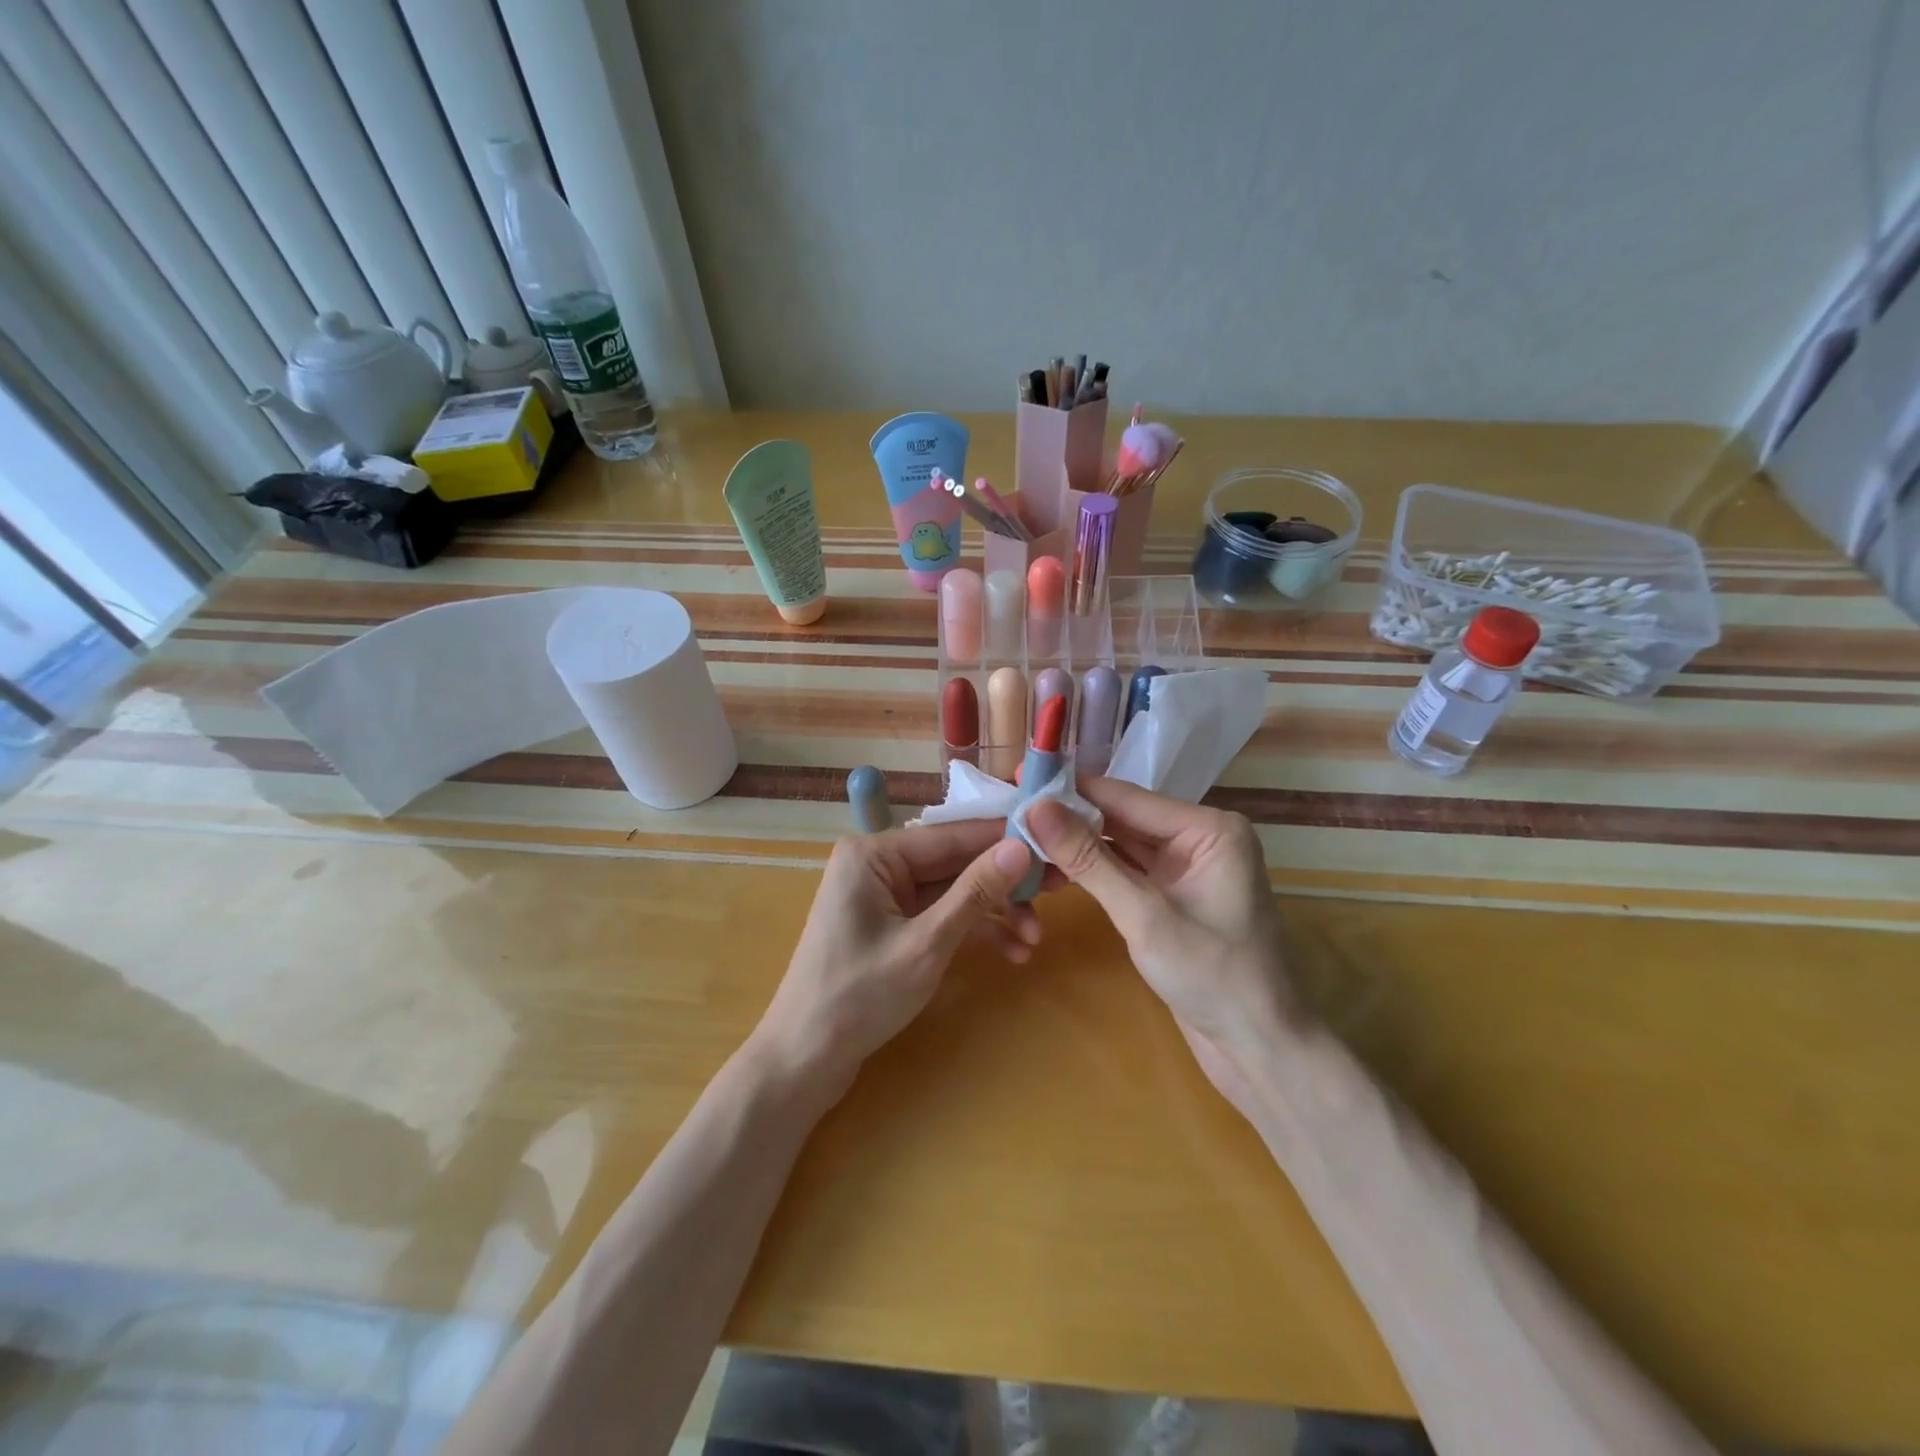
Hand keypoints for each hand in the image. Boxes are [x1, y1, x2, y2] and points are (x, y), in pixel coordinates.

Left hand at [756, 822, 1039, 1091]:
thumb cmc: (858, 997)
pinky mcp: (891, 923)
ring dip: (993, 912)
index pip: (952, 834)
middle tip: (1058, 890)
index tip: (1054, 844)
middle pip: (955, 861)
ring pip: (953, 890)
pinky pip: (939, 914)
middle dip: (1004, 883)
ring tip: (1035, 940)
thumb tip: (1021, 846)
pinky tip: (1012, 953)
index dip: (1004, 838)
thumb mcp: (926, 945)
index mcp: (874, 853)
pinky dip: (972, 931)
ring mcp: (883, 894)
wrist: (804, 1060)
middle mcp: (877, 863)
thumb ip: (975, 893)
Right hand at [1026, 779, 1293, 1116]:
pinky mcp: (1172, 896)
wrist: (1257, 1049)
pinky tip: (1054, 867)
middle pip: (1123, 817)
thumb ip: (1089, 859)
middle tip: (1013, 811)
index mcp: (1209, 828)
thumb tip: (1037, 808)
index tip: (1020, 779)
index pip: (1127, 797)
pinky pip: (1126, 870)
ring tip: (1023, 835)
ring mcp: (1186, 868)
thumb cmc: (1212, 976)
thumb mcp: (1144, 915)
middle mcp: (1198, 838)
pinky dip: (1093, 870)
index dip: (1072, 789)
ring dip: (1077, 844)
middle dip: (1070, 818)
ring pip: (1121, 844)